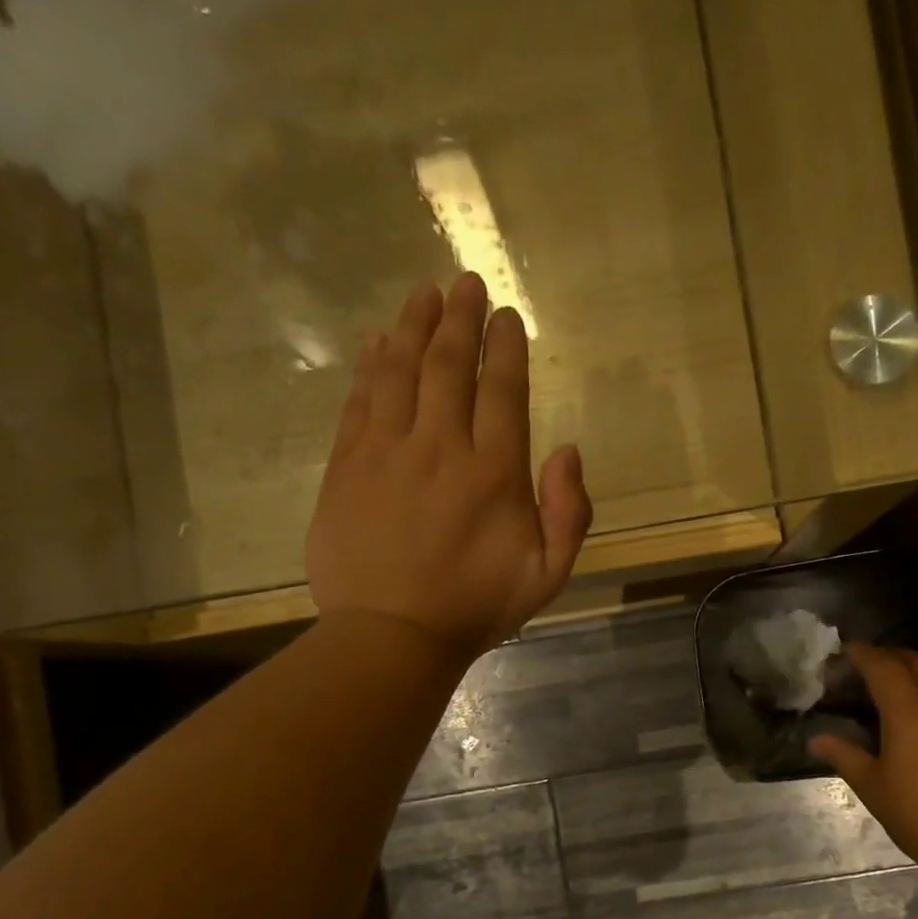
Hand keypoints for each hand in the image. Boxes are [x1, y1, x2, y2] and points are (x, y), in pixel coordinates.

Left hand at [307, 274, 592, 662]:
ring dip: (413, 325)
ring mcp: (387, 452)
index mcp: (494, 472)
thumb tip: (568, 450)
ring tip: (423, 293)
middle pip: (450, 365)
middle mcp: (440, 447)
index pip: (502, 389)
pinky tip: (377, 341)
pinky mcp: (347, 466)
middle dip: (460, 317)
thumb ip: (570, 512)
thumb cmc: (475, 608)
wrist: (391, 636)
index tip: (506, 316)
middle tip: (465, 282)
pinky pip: (360, 401)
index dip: (505, 346)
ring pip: (400, 370)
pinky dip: (370, 365)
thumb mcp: (548, 575)